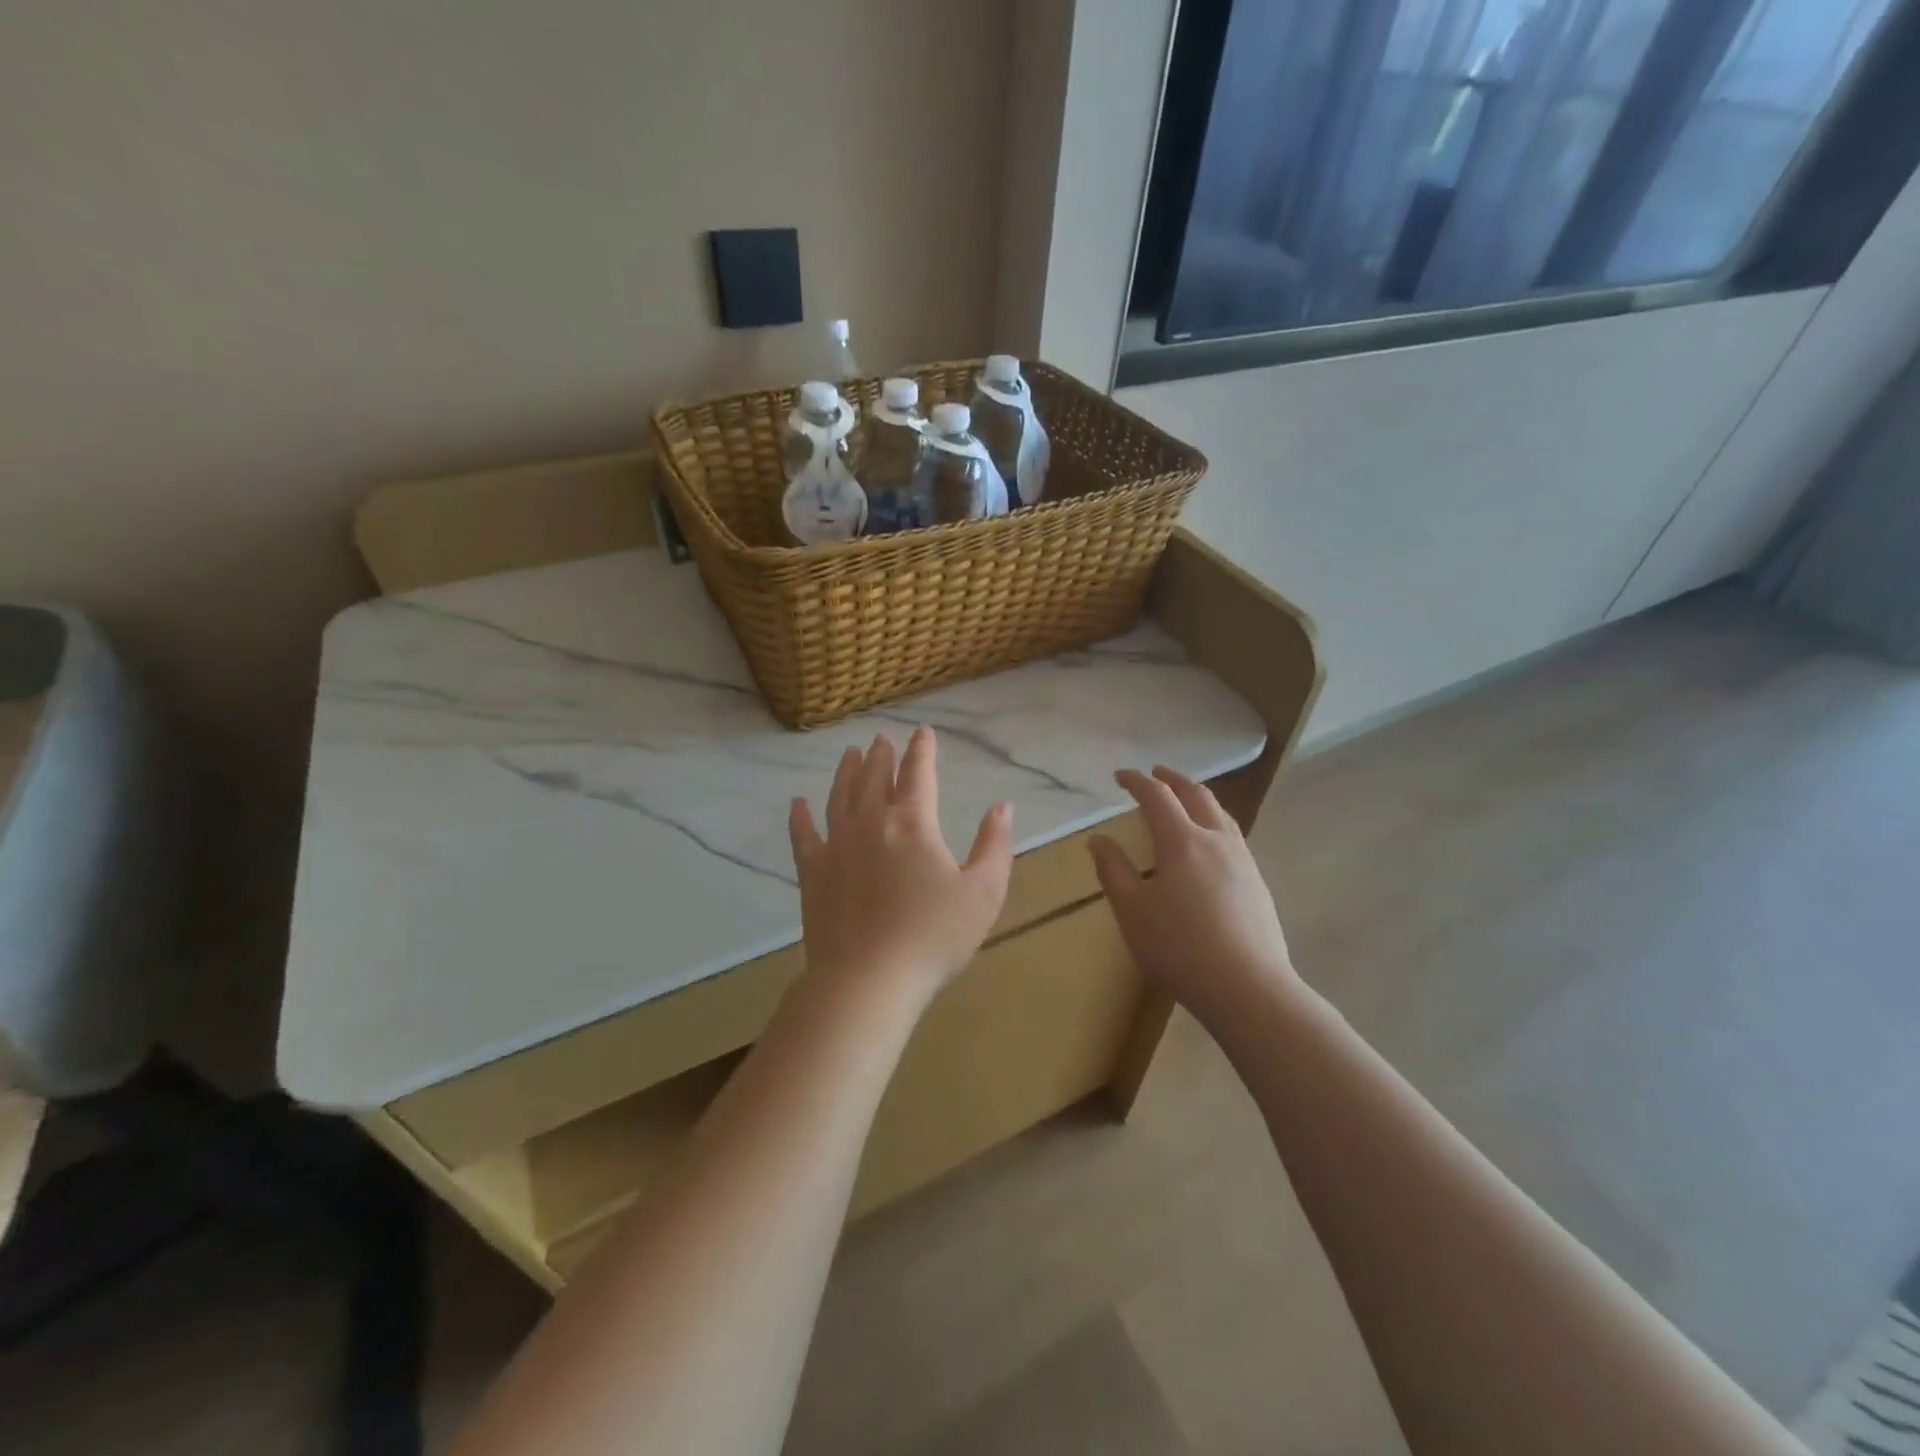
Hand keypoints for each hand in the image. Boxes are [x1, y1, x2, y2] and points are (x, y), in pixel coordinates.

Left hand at [789, 729, 1012, 1006]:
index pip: (918, 773)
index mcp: (913, 823)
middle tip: (882, 740)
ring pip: (839, 796)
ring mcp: (836, 846)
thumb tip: (1002, 807)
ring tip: (849, 754)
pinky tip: (798, 804)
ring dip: (846, 772)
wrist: (868, 980)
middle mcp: (870, 822)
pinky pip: (803, 836)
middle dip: (881, 755)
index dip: (922, 750)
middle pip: (874, 777)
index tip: (922, 732)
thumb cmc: (934, 937)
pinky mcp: (813, 873)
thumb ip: (994, 845)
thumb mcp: (983, 892)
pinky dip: (800, 817)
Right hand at [1089, 766, 1300, 1034]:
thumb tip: (1099, 840)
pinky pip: (1233, 836)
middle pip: (1196, 795)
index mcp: (1182, 842)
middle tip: (1155, 774)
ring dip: (1198, 797)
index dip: (1137, 781)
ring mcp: (1243, 861)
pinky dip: (1214, 822)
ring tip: (1185, 799)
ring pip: (1221, 814)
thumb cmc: (1180, 948)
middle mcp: (1216, 841)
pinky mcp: (1257, 883)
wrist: (1249, 989)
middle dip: (1173, 780)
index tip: (1120, 776)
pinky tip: (1210, 843)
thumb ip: (1113, 871)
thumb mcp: (1132, 912)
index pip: (1157, 797)